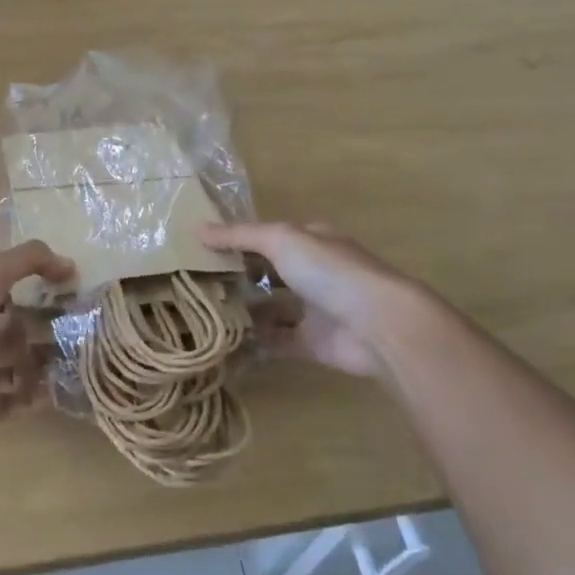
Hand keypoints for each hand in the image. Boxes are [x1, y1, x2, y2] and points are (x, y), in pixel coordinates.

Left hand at [0, 241, 74, 437]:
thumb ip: (32, 260)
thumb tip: (71, 265)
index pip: (5, 291)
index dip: (35, 293)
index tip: (69, 299)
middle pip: (8, 331)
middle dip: (39, 334)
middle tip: (74, 338)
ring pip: (7, 368)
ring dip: (36, 368)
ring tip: (68, 369)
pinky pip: (1, 403)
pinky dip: (25, 401)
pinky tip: (49, 396)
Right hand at [201, 221, 415, 378]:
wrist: (378, 325)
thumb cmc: (331, 272)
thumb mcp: (281, 240)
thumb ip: (240, 236)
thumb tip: (198, 229)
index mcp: (311, 241)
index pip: (268, 237)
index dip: (237, 241)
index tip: (200, 250)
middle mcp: (313, 273)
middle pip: (268, 272)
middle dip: (237, 277)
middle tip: (195, 284)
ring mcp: (314, 309)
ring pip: (271, 308)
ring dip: (244, 311)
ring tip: (204, 314)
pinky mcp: (313, 343)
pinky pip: (277, 343)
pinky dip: (254, 344)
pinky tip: (224, 344)